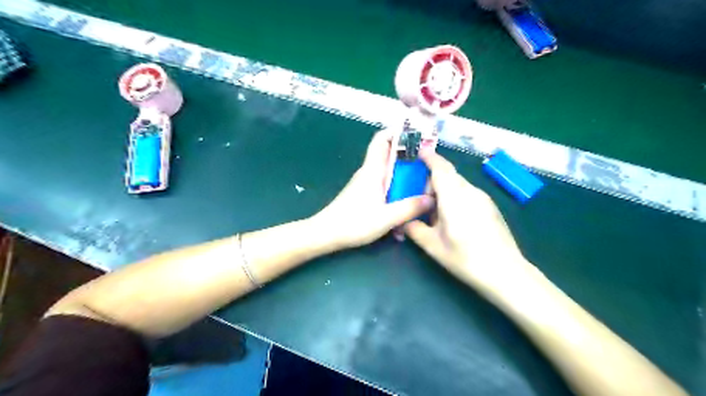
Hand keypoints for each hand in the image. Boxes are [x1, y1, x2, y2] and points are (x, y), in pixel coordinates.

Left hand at [316, 132, 436, 250]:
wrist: (327, 234)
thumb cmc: (354, 222)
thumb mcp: (386, 217)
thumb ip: (409, 207)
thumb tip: (432, 198)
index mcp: (373, 170)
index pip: (381, 139)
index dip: (397, 132)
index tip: (417, 136)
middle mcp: (368, 172)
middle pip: (388, 155)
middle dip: (408, 156)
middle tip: (428, 163)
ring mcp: (365, 183)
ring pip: (387, 172)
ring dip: (403, 175)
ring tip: (422, 184)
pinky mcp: (363, 194)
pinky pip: (383, 185)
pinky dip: (395, 190)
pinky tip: (405, 206)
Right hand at [403, 152, 535, 296]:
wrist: (506, 272)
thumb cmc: (466, 258)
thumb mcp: (433, 246)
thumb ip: (414, 228)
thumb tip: (403, 220)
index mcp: (454, 197)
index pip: (440, 168)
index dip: (429, 158)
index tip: (419, 152)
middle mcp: (470, 192)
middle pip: (448, 176)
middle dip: (431, 181)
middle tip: (419, 200)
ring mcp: (483, 198)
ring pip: (458, 185)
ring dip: (443, 190)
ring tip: (434, 213)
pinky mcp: (490, 207)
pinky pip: (467, 193)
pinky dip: (454, 197)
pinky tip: (452, 220)